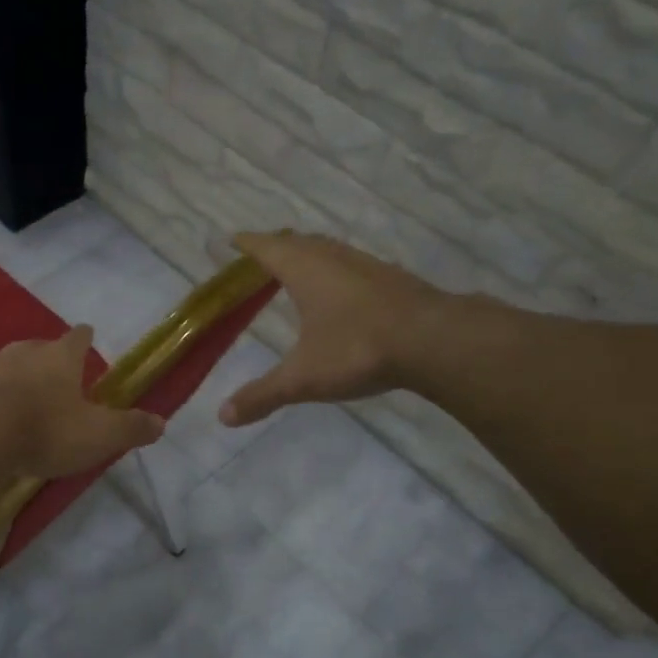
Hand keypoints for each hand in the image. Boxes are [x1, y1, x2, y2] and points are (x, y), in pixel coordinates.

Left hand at [0, 326, 164, 480]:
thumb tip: (161, 423)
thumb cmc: (45, 431)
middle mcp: (18, 354)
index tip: (86, 337)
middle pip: (34, 349)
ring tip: (10, 403)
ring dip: (5, 381)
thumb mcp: (98, 436)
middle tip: (50, 380)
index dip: (84, 339)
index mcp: (57, 358)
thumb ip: (129, 428)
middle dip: (42, 361)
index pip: (77, 338)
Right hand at [220, 231, 445, 427]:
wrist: (434, 341)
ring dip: (310, 254)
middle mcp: (334, 258)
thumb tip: (224, 416)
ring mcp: (367, 265)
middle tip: (261, 255)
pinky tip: (343, 291)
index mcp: (305, 271)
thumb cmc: (358, 350)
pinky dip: (337, 270)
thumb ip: (263, 395)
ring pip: (330, 250)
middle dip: (277, 246)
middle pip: (299, 242)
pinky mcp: (393, 279)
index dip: (246, 244)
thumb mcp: (303, 378)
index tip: (230, 240)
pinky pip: (354, 265)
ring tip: (298, 268)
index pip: (267, 248)